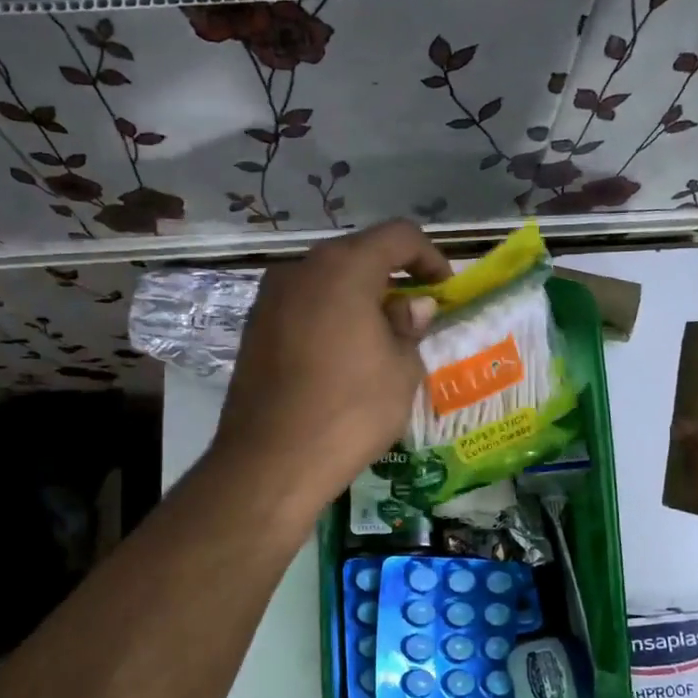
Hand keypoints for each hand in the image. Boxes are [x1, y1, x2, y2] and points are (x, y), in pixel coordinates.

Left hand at [212, 220, 450, 518]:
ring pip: (326, 282)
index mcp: (343, 267)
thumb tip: (412, 307)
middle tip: (414, 317)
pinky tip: (341, 357)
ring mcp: (269, 298)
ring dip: (358, 299)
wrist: (271, 461)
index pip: (398, 236)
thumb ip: (410, 326)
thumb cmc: (350, 410)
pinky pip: (302, 308)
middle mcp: (300, 269)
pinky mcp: (253, 329)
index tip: (444, 292)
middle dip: (392, 278)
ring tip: (379, 340)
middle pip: (357, 255)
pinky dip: (329, 318)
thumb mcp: (401, 369)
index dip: (430, 257)